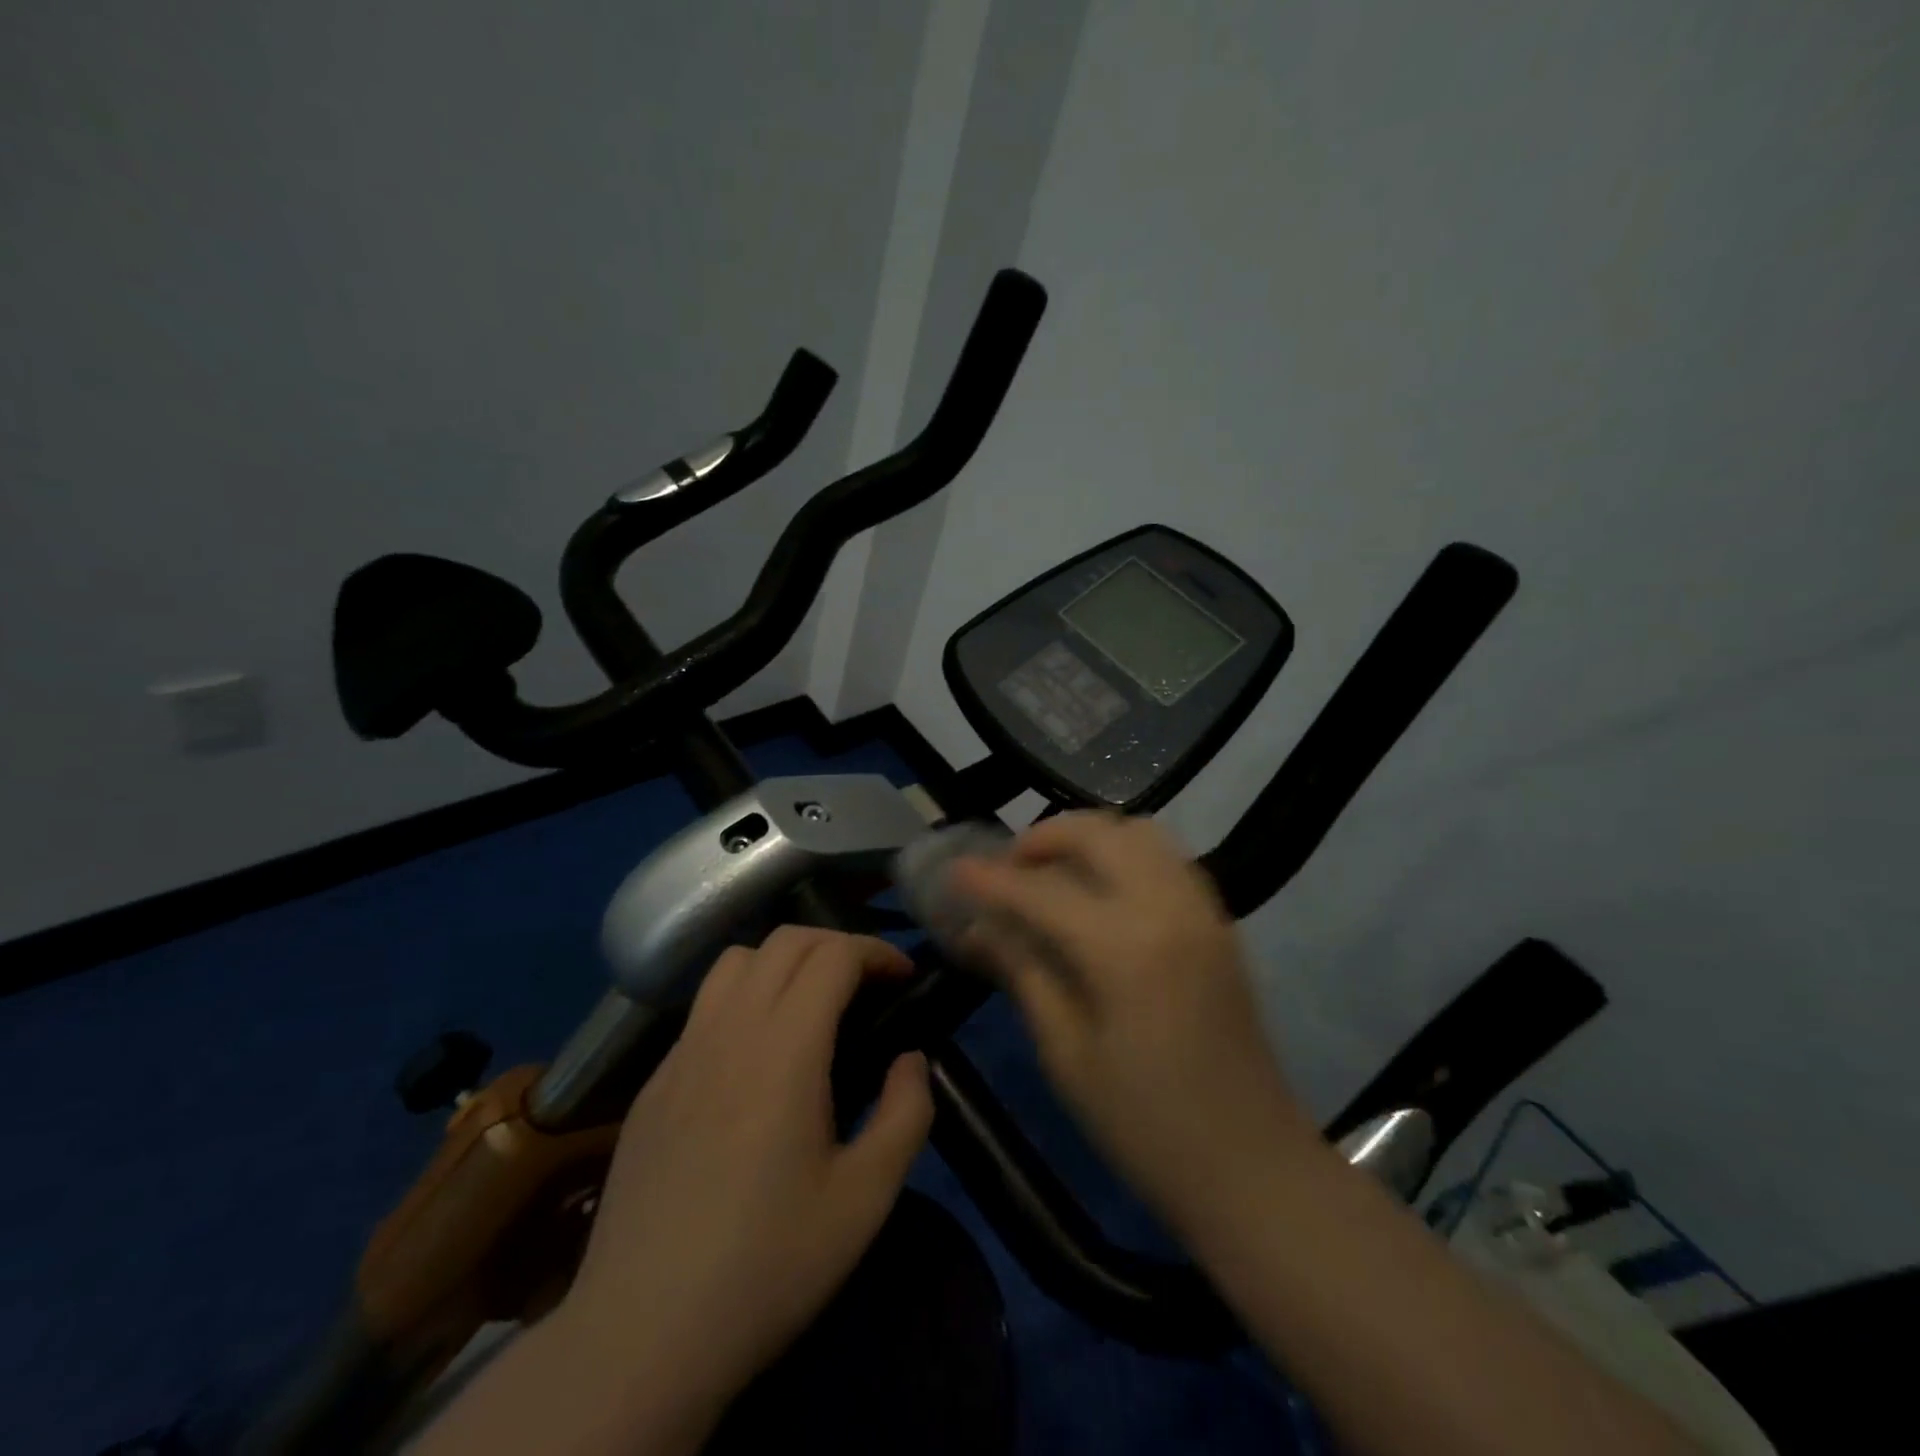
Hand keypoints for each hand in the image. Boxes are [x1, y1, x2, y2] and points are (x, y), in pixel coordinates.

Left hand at [559, 926, 933, 1422]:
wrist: (642, 1335)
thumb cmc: (767, 1265)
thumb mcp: (865, 1200)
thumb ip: (906, 1114)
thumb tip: (910, 1059)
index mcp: (784, 1052)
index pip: (831, 955)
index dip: (875, 951)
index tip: (903, 976)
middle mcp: (729, 1031)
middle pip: (785, 941)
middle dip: (837, 944)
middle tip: (869, 984)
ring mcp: (682, 1053)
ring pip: (736, 961)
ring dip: (785, 960)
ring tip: (812, 1002)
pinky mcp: (653, 1082)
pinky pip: (704, 1006)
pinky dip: (744, 995)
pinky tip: (757, 1053)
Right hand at [948, 812, 1314, 1235]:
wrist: (1253, 1167)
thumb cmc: (1146, 1127)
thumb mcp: (1067, 1055)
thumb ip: (1024, 974)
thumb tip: (980, 928)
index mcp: (1125, 948)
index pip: (1041, 891)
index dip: (990, 880)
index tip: (954, 871)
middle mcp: (1168, 908)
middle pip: (1098, 834)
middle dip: (1044, 837)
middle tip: (1008, 868)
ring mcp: (1201, 910)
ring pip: (1139, 833)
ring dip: (1088, 838)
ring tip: (1052, 872)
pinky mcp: (1219, 923)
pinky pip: (1167, 858)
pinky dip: (1125, 854)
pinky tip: (1101, 891)